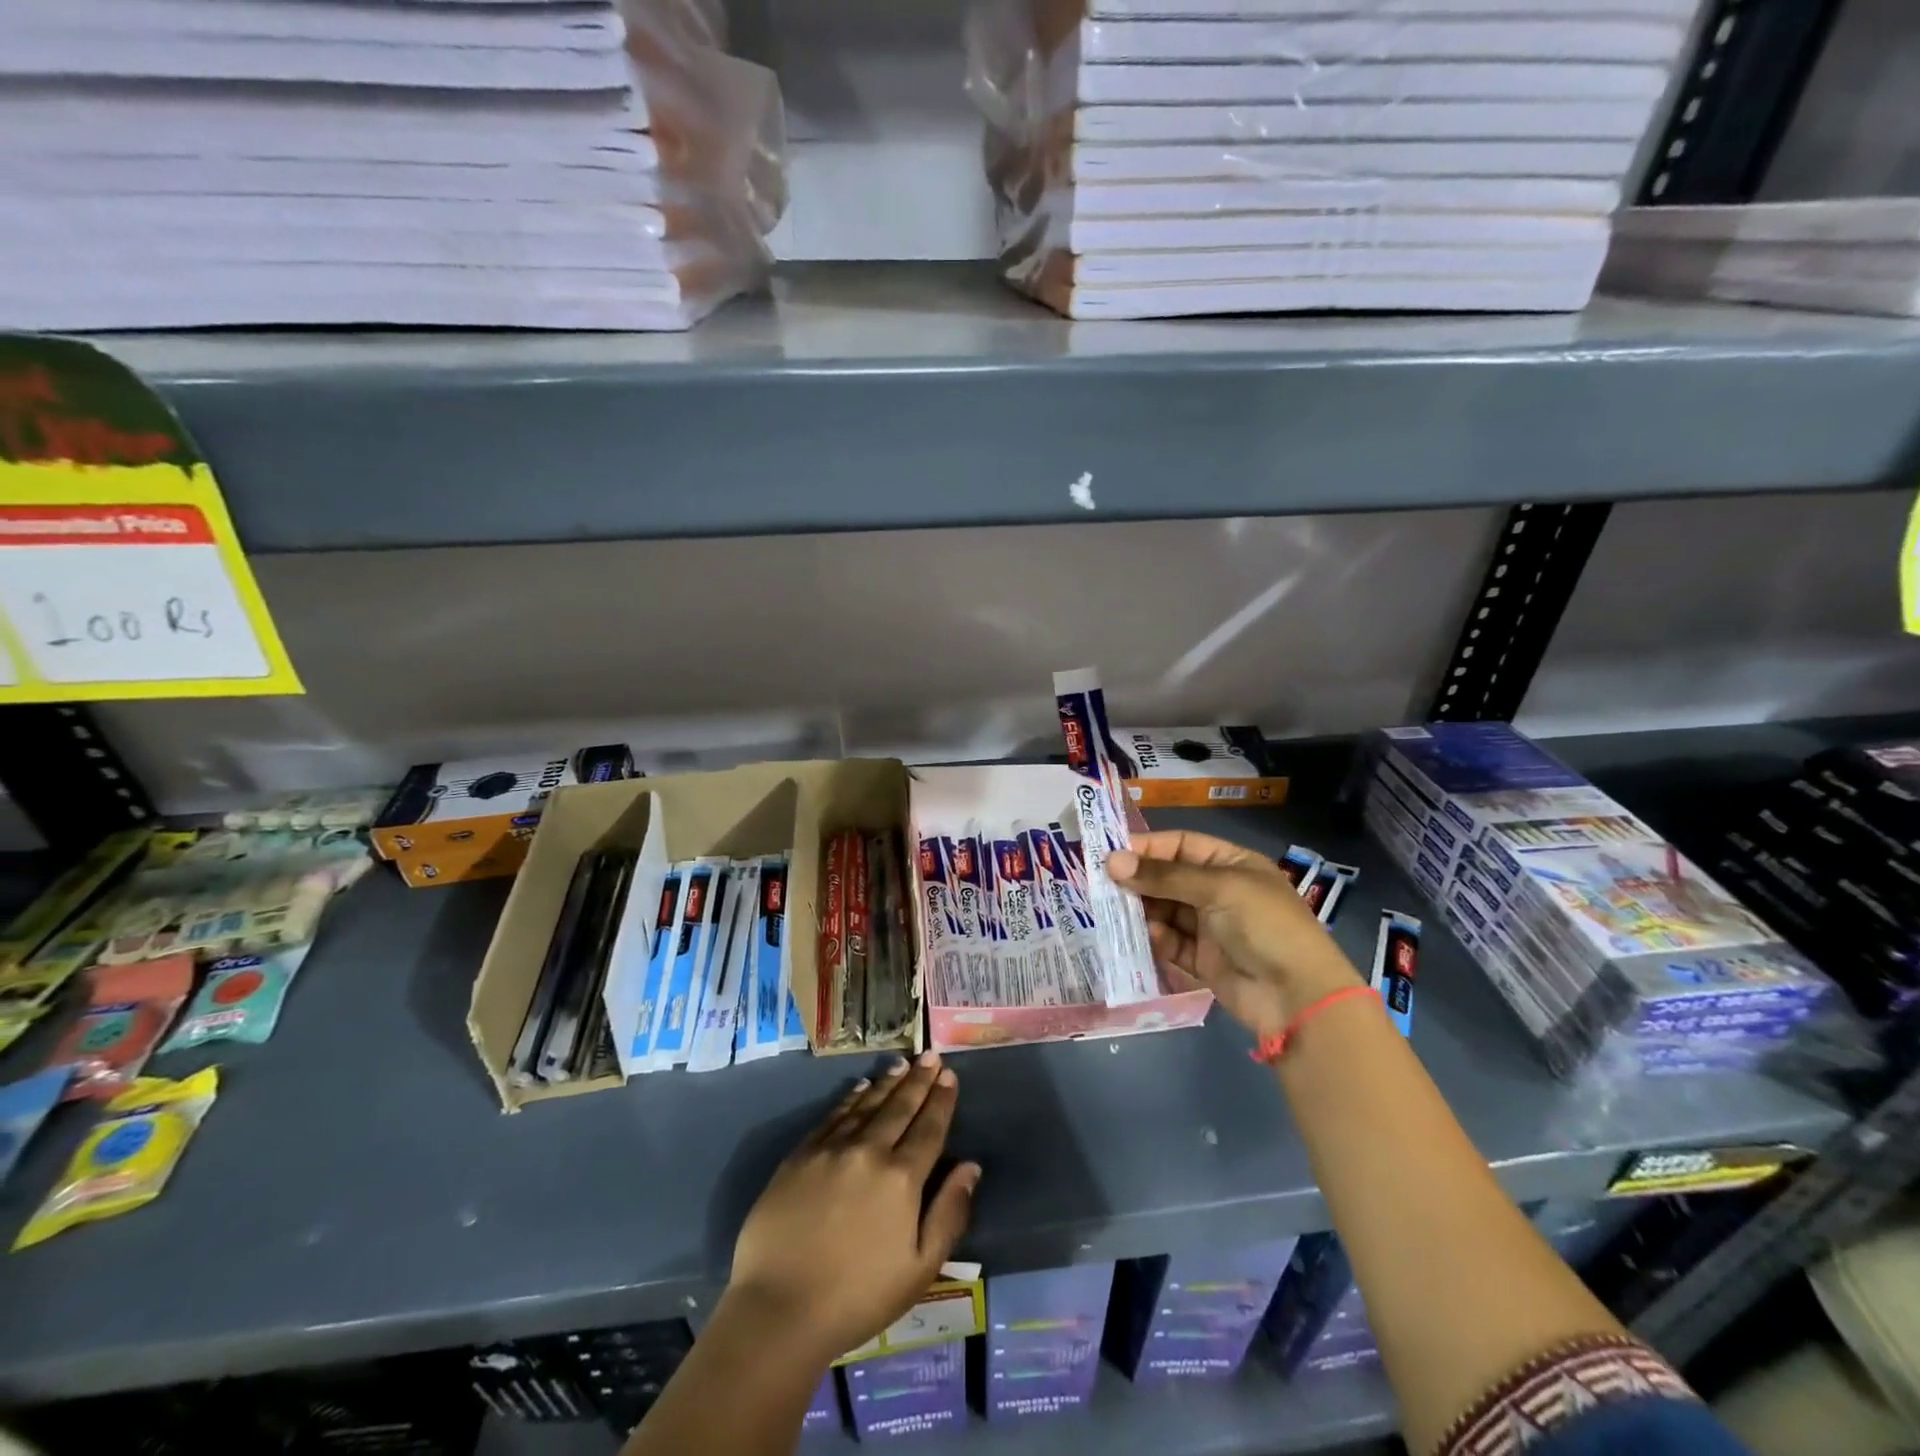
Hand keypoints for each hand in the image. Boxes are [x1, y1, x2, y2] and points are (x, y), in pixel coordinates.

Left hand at [727, 1051, 980, 1365]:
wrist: (778, 1308)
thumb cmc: (857, 1298)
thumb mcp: (919, 1269)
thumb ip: (949, 1214)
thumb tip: (971, 1167)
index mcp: (901, 1179)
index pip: (929, 1129)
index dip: (941, 1100)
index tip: (949, 1075)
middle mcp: (869, 1151)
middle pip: (900, 1108)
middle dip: (918, 1080)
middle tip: (930, 1055)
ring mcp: (831, 1149)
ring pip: (866, 1105)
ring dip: (887, 1082)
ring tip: (901, 1064)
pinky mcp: (800, 1155)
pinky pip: (832, 1116)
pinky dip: (850, 1098)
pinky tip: (860, 1087)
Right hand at [1107, 829, 1361, 1037]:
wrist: (1297, 997)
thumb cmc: (1264, 925)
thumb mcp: (1217, 889)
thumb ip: (1164, 876)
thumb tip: (1112, 861)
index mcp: (1232, 864)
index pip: (1181, 845)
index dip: (1147, 847)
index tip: (1110, 854)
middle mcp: (1219, 891)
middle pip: (1169, 878)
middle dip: (1138, 880)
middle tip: (1101, 885)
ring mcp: (1211, 927)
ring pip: (1165, 910)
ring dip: (1141, 910)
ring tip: (1111, 910)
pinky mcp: (1203, 959)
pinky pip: (1170, 942)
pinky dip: (1155, 939)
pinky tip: (1143, 936)